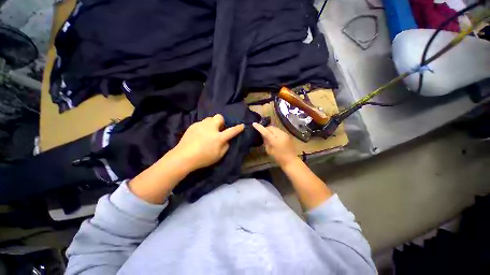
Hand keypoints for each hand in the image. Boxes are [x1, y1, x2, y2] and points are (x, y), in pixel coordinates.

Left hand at [171, 114, 243, 171]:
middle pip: (219, 117)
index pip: (231, 131)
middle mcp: (210, 128)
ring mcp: (201, 125)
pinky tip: (200, 134)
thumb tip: (227, 140)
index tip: (242, 125)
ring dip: (212, 123)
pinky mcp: (193, 126)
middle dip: (221, 122)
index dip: (238, 128)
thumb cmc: (203, 158)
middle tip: (219, 129)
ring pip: (209, 118)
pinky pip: (201, 123)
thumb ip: (226, 146)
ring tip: (209, 131)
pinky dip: (204, 127)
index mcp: (218, 137)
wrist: (183, 157)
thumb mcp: (218, 156)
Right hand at [252, 123, 297, 165]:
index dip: (259, 127)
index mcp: (275, 140)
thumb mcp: (269, 150)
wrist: (291, 160)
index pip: (265, 131)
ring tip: (268, 135)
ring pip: (275, 128)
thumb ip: (266, 141)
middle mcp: (280, 135)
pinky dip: (275, 132)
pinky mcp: (287, 135)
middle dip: (266, 128)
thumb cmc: (278, 157)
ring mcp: (285, 134)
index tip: (254, 123)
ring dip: (271, 130)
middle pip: (271, 127)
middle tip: (262, 133)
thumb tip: (263, 135)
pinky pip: (279, 130)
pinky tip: (274, 136)